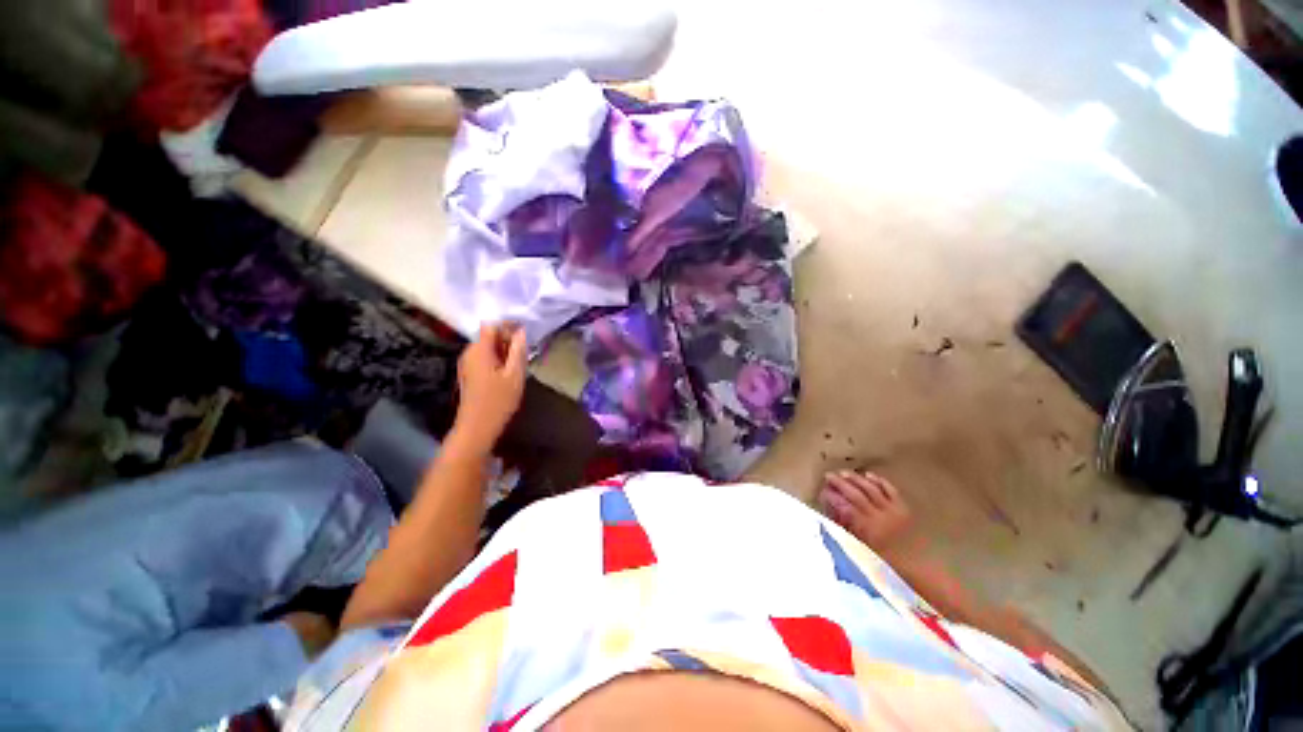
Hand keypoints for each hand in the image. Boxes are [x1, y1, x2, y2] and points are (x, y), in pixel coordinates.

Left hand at [451, 323, 526, 453]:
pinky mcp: (469, 374)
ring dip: (504, 351)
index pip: (492, 325)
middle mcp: (469, 353)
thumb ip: (518, 350)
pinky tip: (508, 373)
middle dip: (508, 339)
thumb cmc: (498, 401)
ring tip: (519, 363)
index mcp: (479, 350)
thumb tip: (521, 331)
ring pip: (487, 348)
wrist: (477, 427)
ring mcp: (467, 364)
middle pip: (489, 336)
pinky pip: (484, 358)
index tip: (526, 333)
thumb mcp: (515, 374)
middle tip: (526, 351)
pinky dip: (497, 360)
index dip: (508, 325)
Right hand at [820, 470, 917, 557]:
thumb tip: (834, 512)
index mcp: (867, 529)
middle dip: (840, 483)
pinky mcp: (903, 507)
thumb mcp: (862, 549)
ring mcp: (892, 510)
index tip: (822, 491)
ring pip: (871, 489)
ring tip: (844, 472)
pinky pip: (890, 490)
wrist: (918, 567)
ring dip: (856, 479)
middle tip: (828, 475)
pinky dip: (878, 481)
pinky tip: (868, 475)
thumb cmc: (886, 562)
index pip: (845, 508)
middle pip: (856, 495)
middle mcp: (879, 516)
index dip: (832, 498)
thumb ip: (847, 529)